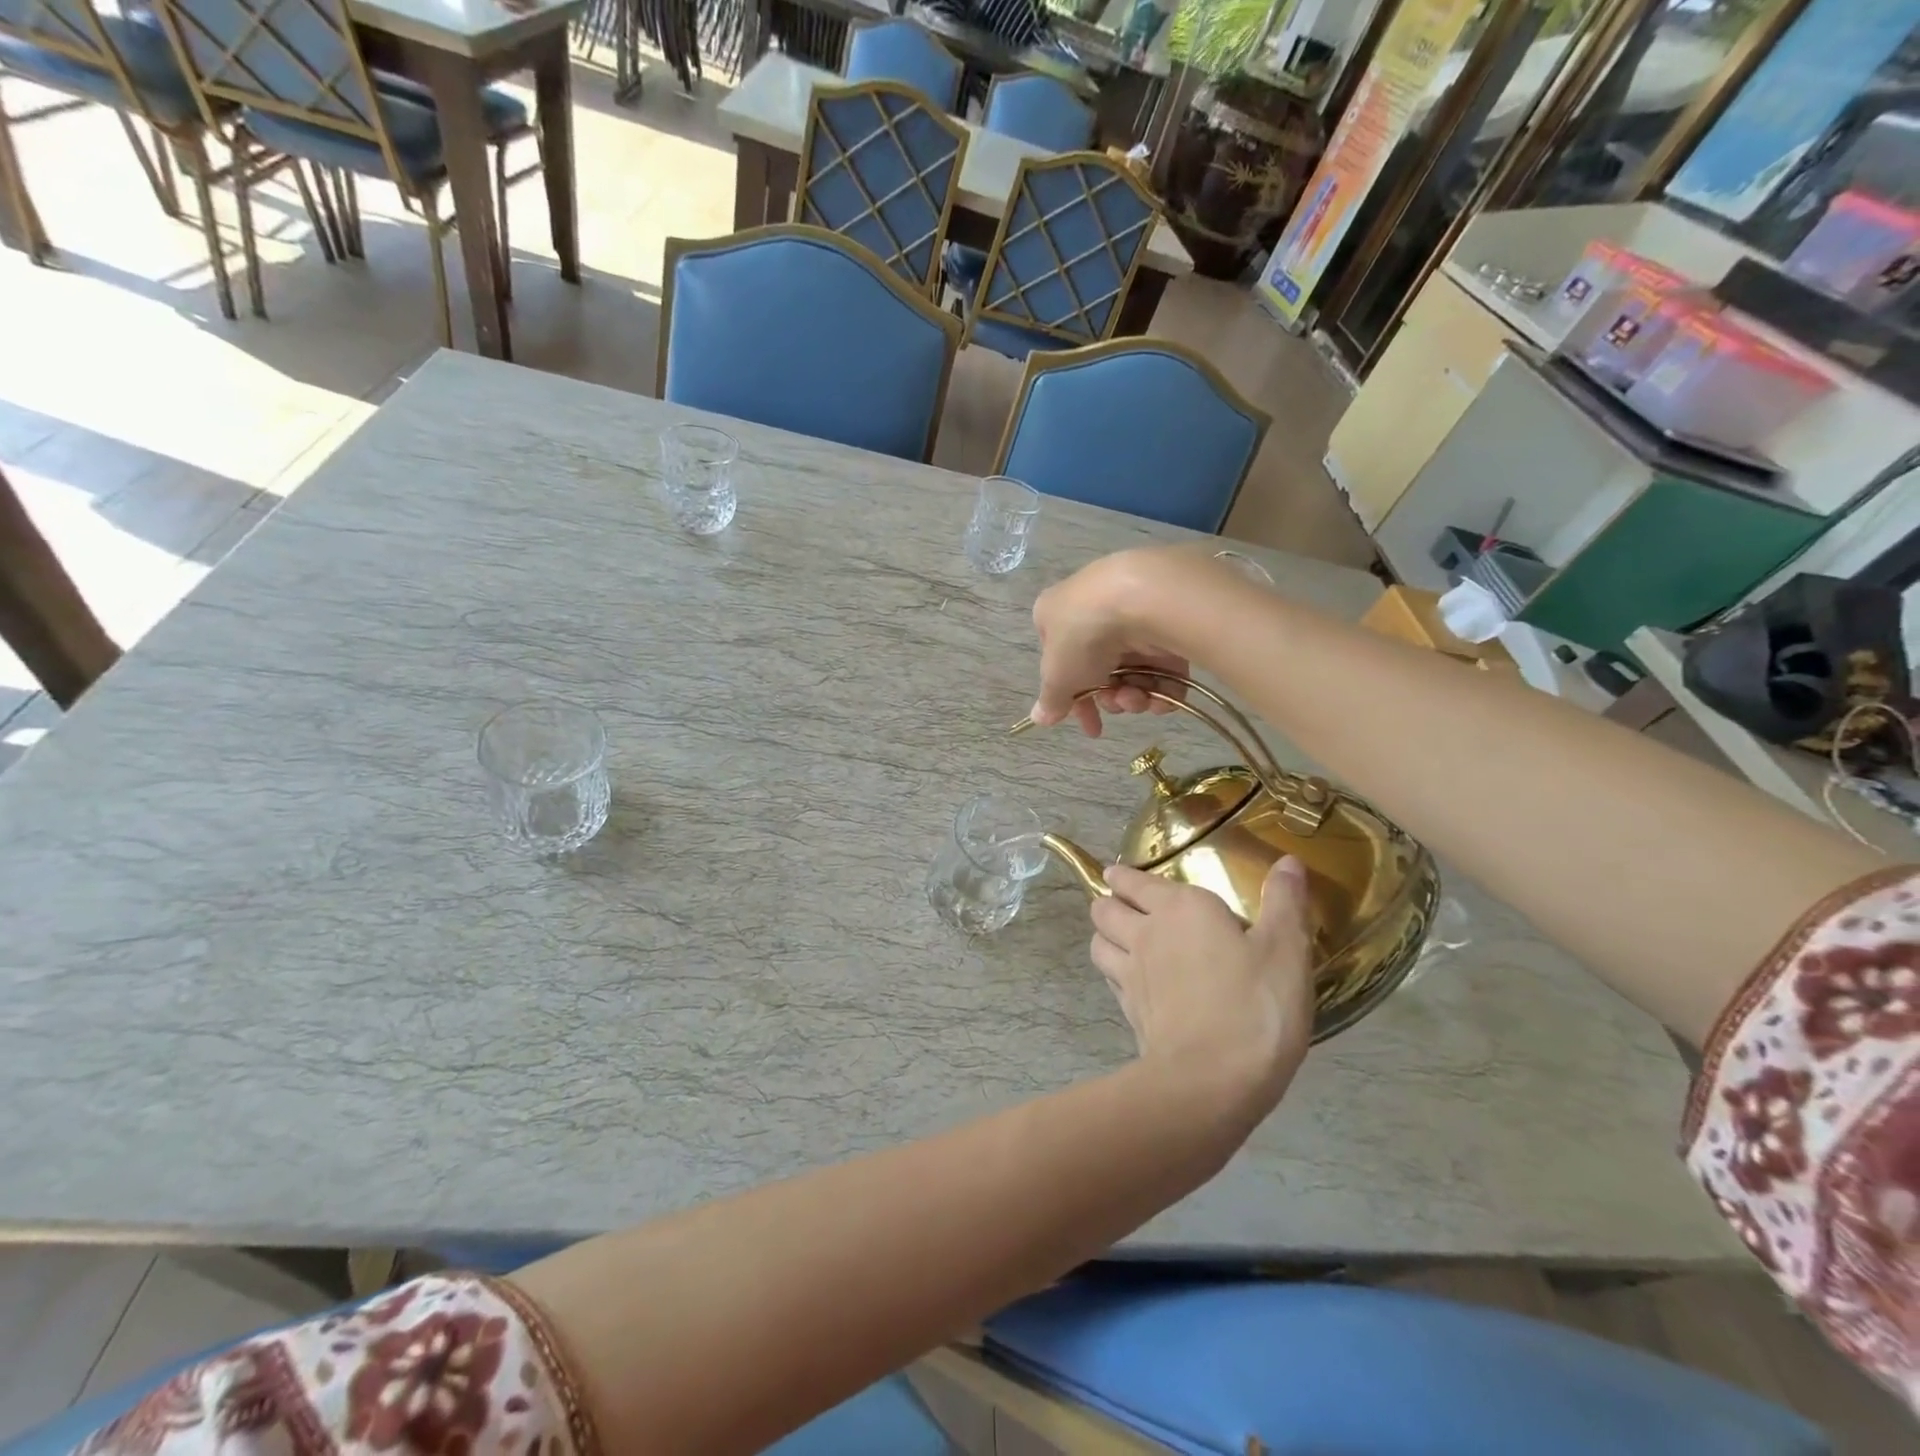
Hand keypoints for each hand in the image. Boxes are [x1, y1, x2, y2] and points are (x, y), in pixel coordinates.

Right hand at [1030, 551, 1190, 736]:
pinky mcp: (1168, 621)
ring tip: (1139, 698)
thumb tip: (1039, 718)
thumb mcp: (1057, 676)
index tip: (1091, 726)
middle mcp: (1093, 611)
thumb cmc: (1084, 635)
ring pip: (1134, 669)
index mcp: (1055, 615)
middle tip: (1118, 704)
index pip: (1061, 663)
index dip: (1075, 700)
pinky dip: (1164, 687)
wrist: (1142, 598)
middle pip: (1100, 670)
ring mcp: (1132, 614)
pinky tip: (1163, 698)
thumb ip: (1050, 700)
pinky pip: (1165, 663)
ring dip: (1135, 695)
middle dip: (1110, 698)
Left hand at [1090, 859, 1315, 1108]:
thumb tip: (1288, 861)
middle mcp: (1145, 934)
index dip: (1123, 876)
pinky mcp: (1129, 1012)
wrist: (1212, 1080)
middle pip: (1104, 909)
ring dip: (1103, 936)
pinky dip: (1113, 973)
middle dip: (1108, 902)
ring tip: (1118, 938)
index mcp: (1179, 909)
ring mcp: (1130, 975)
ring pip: (1097, 943)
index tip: (1117, 874)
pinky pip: (1109, 980)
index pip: (1134, 881)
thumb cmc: (1255, 1005)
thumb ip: (1285, 903)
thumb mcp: (1286, 950)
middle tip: (1121, 904)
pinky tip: (1130, 982)